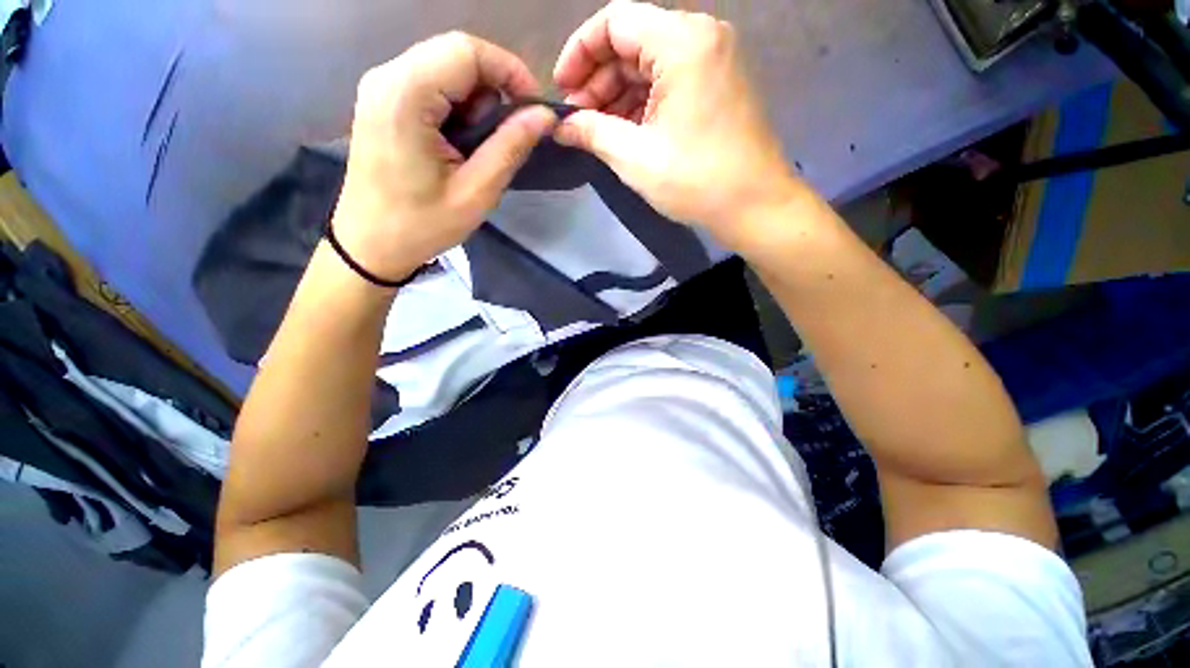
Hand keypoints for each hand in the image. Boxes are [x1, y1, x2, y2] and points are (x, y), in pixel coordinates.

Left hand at [331, 32, 556, 281]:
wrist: (370, 243)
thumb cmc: (422, 225)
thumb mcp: (476, 193)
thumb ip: (511, 148)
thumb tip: (544, 116)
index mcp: (405, 96)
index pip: (467, 51)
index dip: (510, 71)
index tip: (534, 110)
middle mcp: (387, 77)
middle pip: (455, 53)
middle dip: (494, 88)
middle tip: (508, 134)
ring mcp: (381, 86)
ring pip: (445, 66)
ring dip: (476, 100)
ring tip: (480, 147)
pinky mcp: (383, 100)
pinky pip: (431, 82)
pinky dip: (457, 106)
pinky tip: (459, 142)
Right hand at [553, 1, 803, 249]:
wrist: (754, 205)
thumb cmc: (695, 180)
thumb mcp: (634, 157)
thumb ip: (592, 132)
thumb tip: (562, 125)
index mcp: (682, 41)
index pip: (614, 22)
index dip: (579, 53)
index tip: (562, 91)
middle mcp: (701, 37)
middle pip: (632, 42)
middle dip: (598, 80)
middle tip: (578, 120)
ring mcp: (714, 60)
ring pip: (650, 64)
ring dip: (618, 95)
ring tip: (598, 132)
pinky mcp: (718, 85)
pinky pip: (669, 81)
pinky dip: (642, 103)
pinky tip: (626, 131)